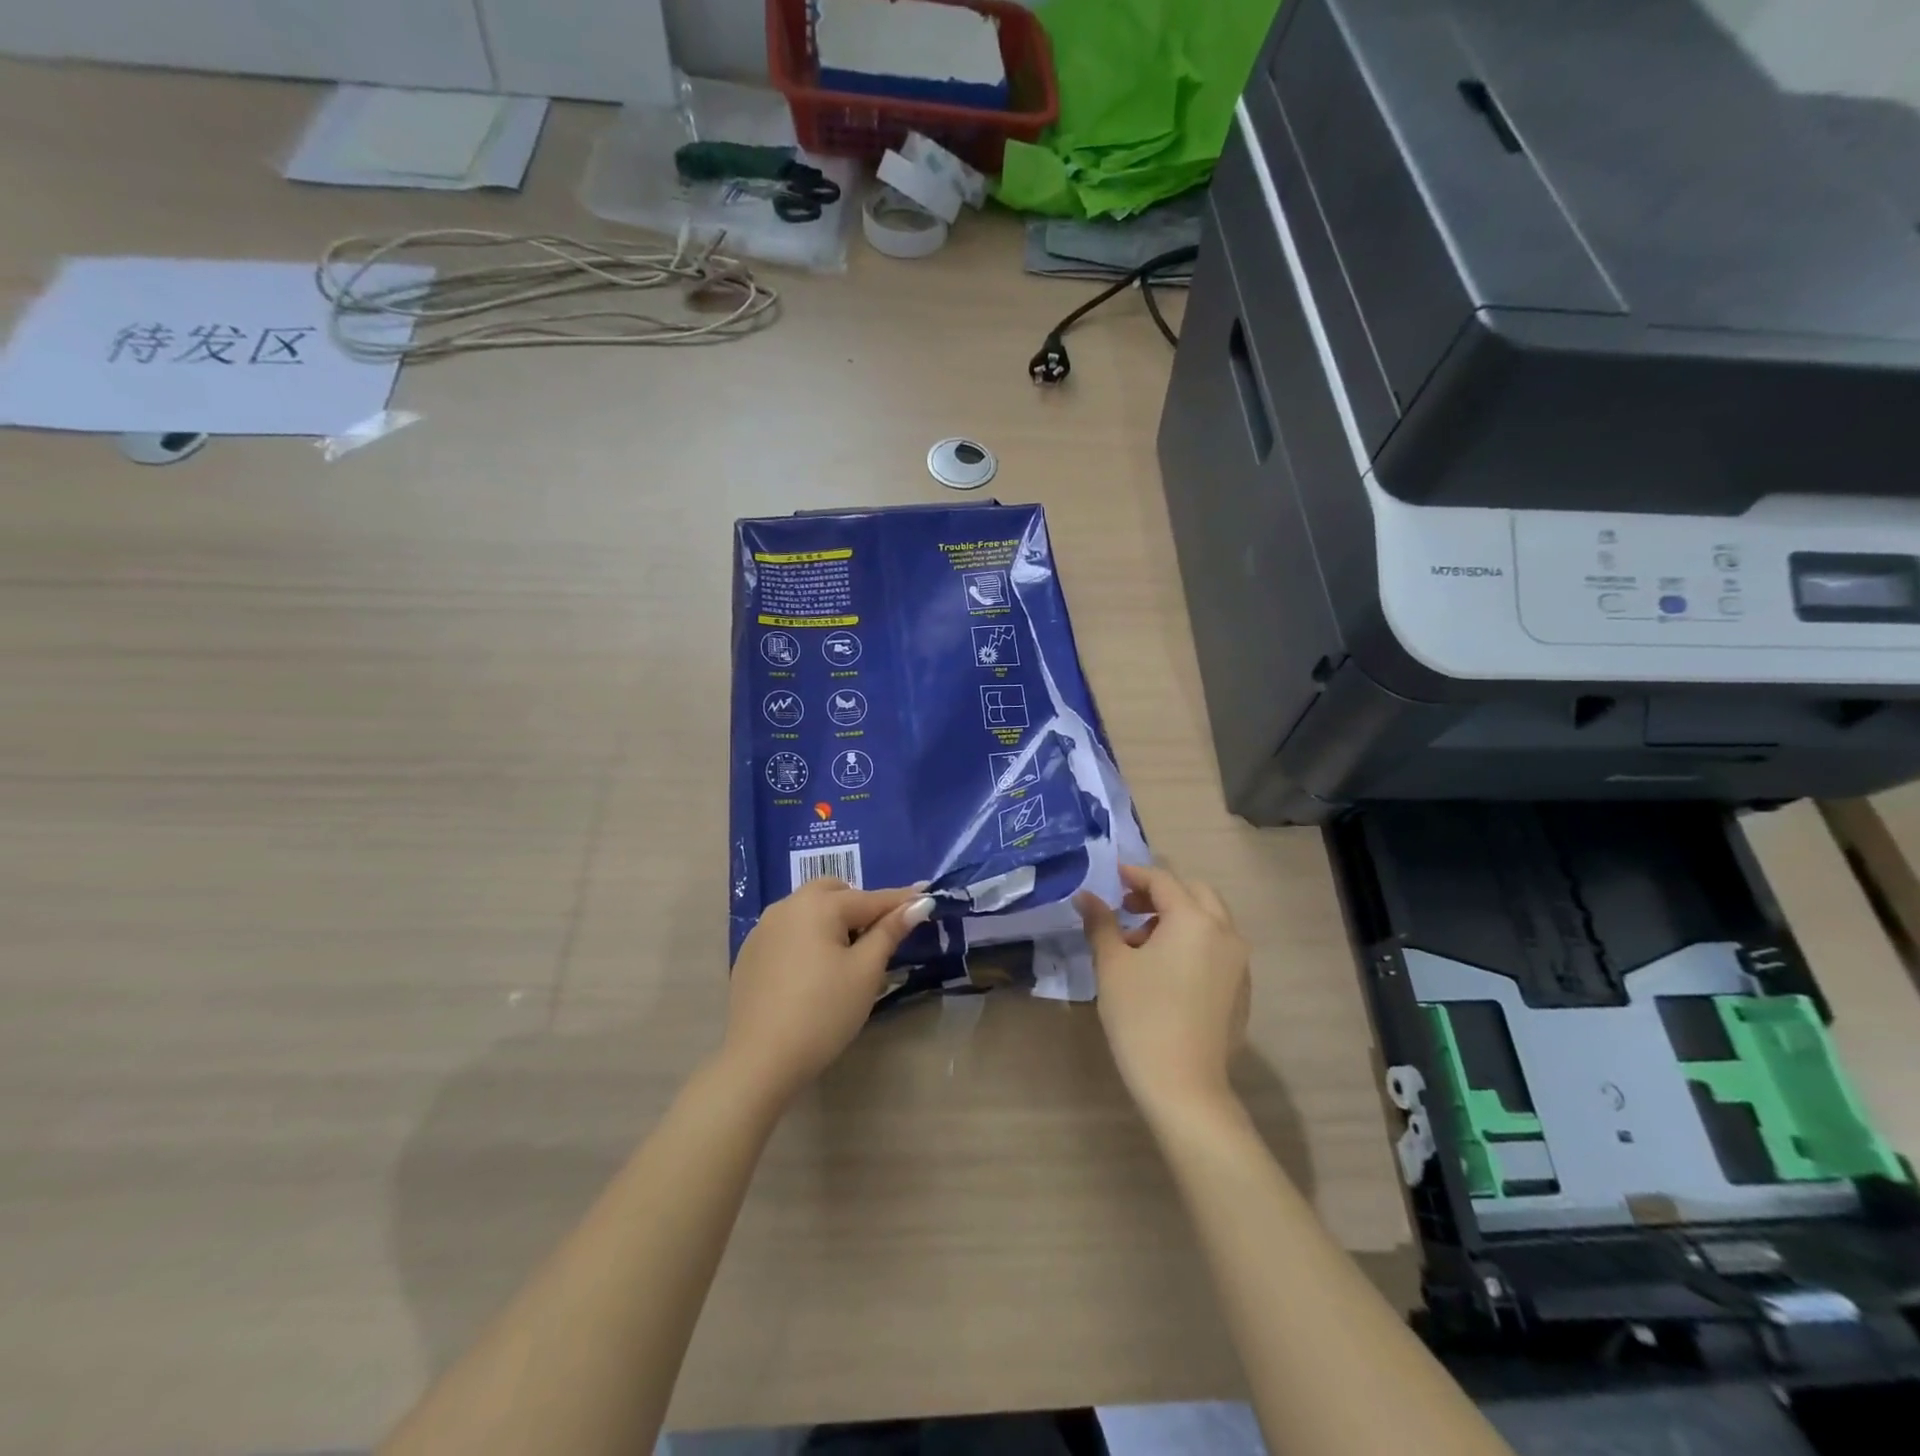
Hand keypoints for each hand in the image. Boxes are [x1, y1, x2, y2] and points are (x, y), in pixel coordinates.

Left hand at [721, 878, 935, 1104]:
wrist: (759, 1060)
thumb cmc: (823, 1012)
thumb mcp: (865, 972)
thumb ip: (890, 932)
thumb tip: (918, 903)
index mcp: (818, 906)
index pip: (871, 898)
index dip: (901, 901)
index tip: (927, 897)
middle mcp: (787, 906)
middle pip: (833, 892)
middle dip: (859, 905)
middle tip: (878, 935)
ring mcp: (763, 929)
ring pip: (807, 909)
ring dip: (831, 919)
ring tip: (846, 954)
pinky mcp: (750, 953)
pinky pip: (788, 930)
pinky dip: (808, 936)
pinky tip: (813, 970)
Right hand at [1075, 864, 1250, 1117]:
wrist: (1184, 1086)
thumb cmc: (1141, 1016)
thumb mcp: (1112, 965)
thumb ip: (1100, 923)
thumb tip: (1085, 896)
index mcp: (1193, 919)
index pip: (1163, 880)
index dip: (1134, 873)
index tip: (1111, 876)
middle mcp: (1225, 932)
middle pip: (1195, 893)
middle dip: (1161, 893)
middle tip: (1128, 906)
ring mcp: (1239, 963)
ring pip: (1210, 921)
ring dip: (1177, 917)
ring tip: (1140, 943)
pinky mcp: (1242, 990)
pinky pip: (1218, 948)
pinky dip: (1193, 942)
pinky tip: (1166, 971)